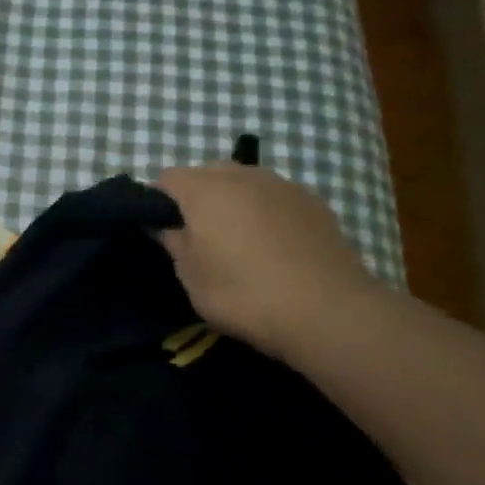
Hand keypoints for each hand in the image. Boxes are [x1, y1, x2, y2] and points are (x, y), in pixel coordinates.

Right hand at [150, 163, 384, 361]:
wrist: (327, 310)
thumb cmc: (242, 292)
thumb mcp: (190, 275)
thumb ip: (172, 242)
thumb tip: (162, 225)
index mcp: (204, 190)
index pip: (166, 178)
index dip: (156, 201)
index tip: (160, 230)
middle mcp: (243, 176)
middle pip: (207, 173)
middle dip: (196, 197)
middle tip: (197, 236)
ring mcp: (283, 186)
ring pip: (244, 182)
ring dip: (233, 202)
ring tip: (237, 241)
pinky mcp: (314, 203)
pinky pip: (275, 197)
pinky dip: (265, 212)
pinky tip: (272, 246)